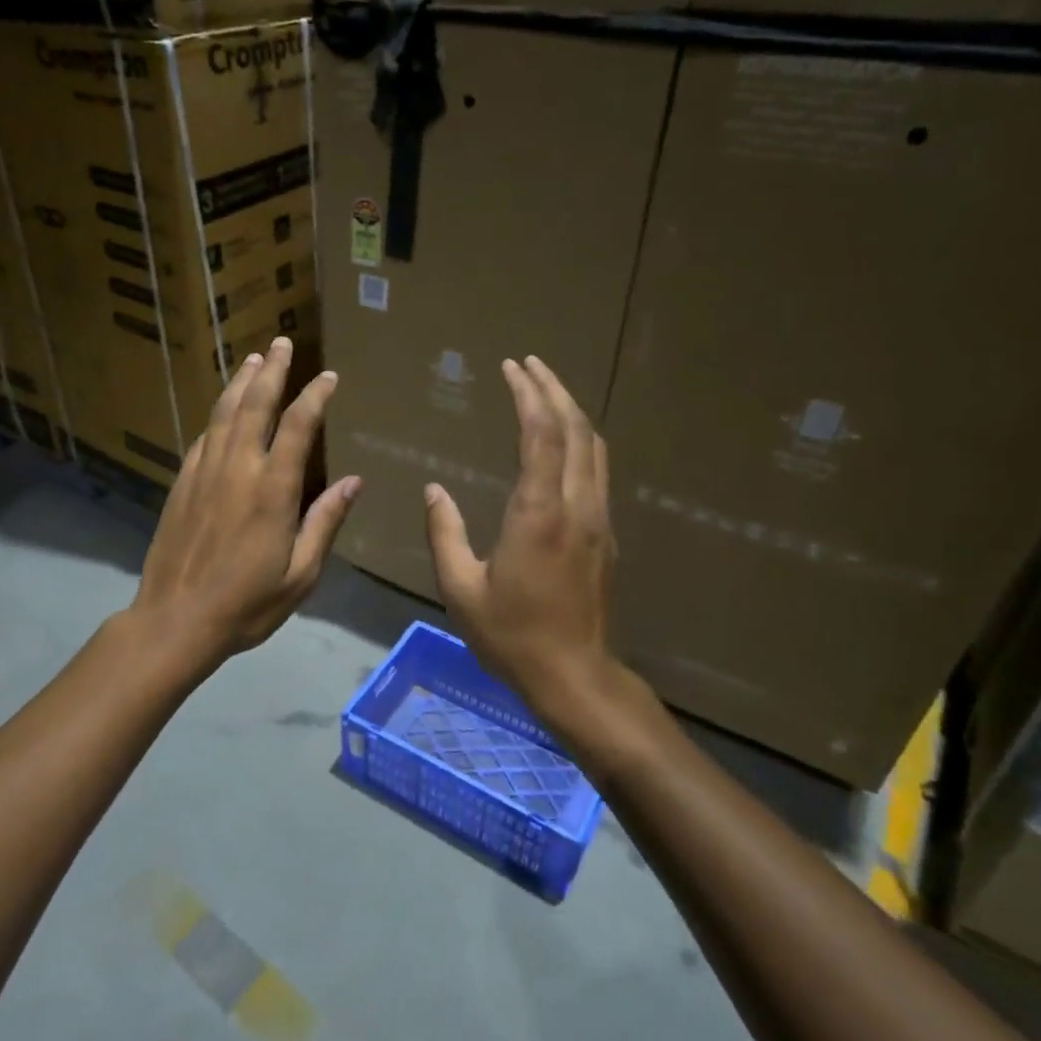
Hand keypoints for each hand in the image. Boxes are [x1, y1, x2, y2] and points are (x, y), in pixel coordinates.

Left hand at [129, 336, 360, 665]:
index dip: (314, 396)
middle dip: (272, 371)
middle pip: (255, 405)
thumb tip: (354, 482)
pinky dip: (217, 416)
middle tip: (281, 343)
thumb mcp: (300, 574)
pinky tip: (223, 410)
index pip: (299, 427)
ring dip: (241, 382)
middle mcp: (238, 469)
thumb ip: (325, 522)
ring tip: (254, 359)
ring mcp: (205, 473)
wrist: (176, 619)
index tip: (327, 377)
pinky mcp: (182, 484)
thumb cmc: (247, 604)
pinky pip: (203, 438)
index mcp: (273, 490)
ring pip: (224, 414)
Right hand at [424, 357, 643, 743]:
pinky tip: (562, 441)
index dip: (528, 395)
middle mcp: (576, 506)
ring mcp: (598, 520)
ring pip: (594, 448)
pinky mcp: (606, 535)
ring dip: (571, 411)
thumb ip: (445, 533)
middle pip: (575, 430)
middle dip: (553, 389)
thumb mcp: (460, 588)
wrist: (575, 676)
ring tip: (546, 389)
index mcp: (538, 514)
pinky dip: (580, 440)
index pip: (541, 435)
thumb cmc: (511, 635)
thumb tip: (434, 491)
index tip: (511, 367)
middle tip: (529, 363)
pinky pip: (597, 471)